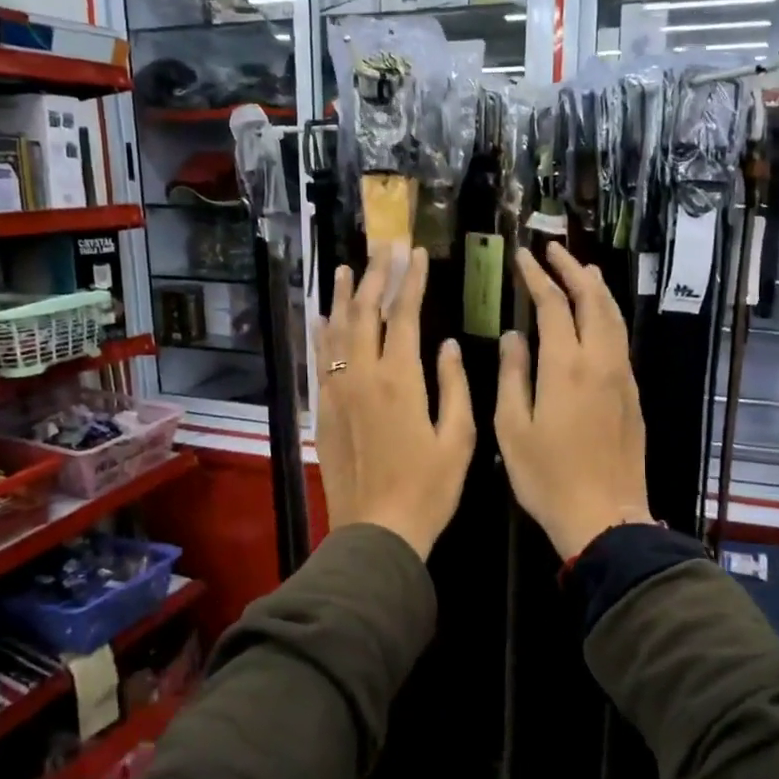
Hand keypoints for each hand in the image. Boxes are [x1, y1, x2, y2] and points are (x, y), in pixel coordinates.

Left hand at [313, 248, 475, 559]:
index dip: (410, 280)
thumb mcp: (459, 438)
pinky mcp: (324, 411)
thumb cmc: (428, 488)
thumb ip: (454, 385)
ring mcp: (337, 392)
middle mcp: (362, 376)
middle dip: (377, 276)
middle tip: (385, 247)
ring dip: (344, 297)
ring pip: (336, 331)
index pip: (403, 314)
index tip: (416, 253)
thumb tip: (449, 344)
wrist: (377, 531)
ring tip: (348, 268)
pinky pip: (320, 361)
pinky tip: (323, 318)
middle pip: (365, 313)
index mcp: (400, 379)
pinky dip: (321, 334)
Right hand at [495, 244, 652, 558]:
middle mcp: (600, 361)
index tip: (522, 258)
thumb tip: (514, 335)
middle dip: (572, 270)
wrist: (605, 517)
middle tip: (553, 250)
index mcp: (566, 366)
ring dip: (596, 288)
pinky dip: (608, 314)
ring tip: (581, 269)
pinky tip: (598, 317)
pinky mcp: (632, 394)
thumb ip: (513, 375)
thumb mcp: (513, 428)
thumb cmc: (548, 477)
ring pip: (614, 317)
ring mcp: (622, 377)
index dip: (537, 277)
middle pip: (592, 300)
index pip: (554, 304)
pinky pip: (620, 339)